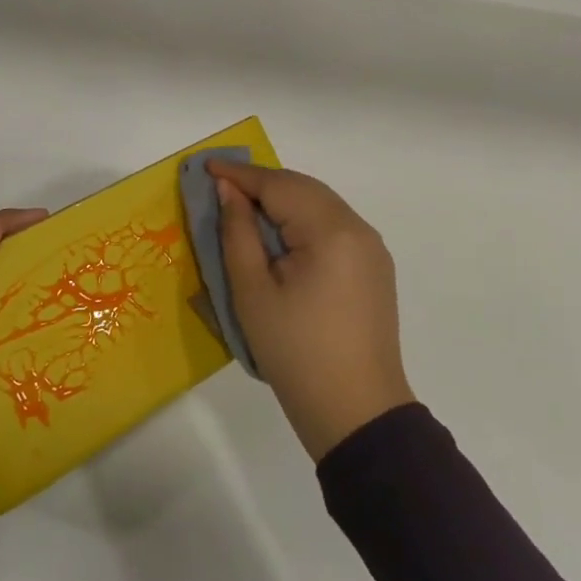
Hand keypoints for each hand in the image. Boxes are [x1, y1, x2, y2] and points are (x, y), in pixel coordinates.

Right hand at [210, 162, 415, 462]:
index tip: (206, 166)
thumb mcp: (252, 291)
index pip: (279, 186)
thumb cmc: (295, 352)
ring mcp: (371, 247)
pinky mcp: (374, 267)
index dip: (240, 175)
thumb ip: (238, 232)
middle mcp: (357, 228)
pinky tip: (279, 232)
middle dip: (261, 183)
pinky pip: (332, 225)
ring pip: (319, 203)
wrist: (357, 415)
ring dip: (282, 199)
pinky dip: (302, 218)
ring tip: (244, 205)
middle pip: (302, 188)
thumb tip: (228, 190)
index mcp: (330, 231)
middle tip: (221, 184)